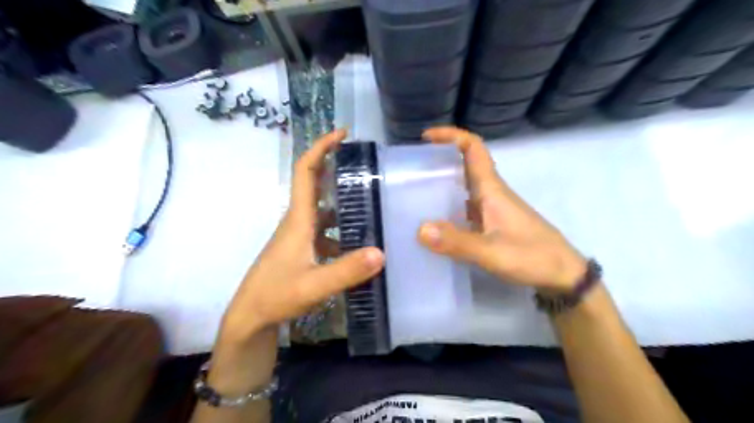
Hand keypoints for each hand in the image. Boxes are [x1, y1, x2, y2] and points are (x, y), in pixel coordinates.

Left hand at [218, 128, 382, 346]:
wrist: (251, 316)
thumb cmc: (276, 295)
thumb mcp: (314, 285)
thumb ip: (347, 271)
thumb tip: (381, 252)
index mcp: (299, 219)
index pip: (306, 172)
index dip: (321, 148)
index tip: (342, 134)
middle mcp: (299, 221)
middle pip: (316, 184)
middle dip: (337, 167)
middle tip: (367, 165)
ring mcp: (300, 235)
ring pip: (324, 208)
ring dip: (343, 200)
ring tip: (373, 200)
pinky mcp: (302, 249)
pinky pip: (326, 230)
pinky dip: (342, 227)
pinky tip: (361, 241)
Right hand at [419, 127, 587, 292]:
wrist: (563, 274)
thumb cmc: (532, 257)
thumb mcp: (492, 252)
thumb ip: (457, 242)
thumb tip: (419, 229)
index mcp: (492, 189)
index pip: (473, 148)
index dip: (451, 136)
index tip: (426, 137)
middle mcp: (491, 193)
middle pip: (465, 164)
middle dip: (440, 160)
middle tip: (412, 170)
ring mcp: (492, 209)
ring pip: (464, 186)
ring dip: (442, 183)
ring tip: (415, 193)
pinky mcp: (492, 224)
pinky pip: (465, 207)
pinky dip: (448, 207)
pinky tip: (435, 222)